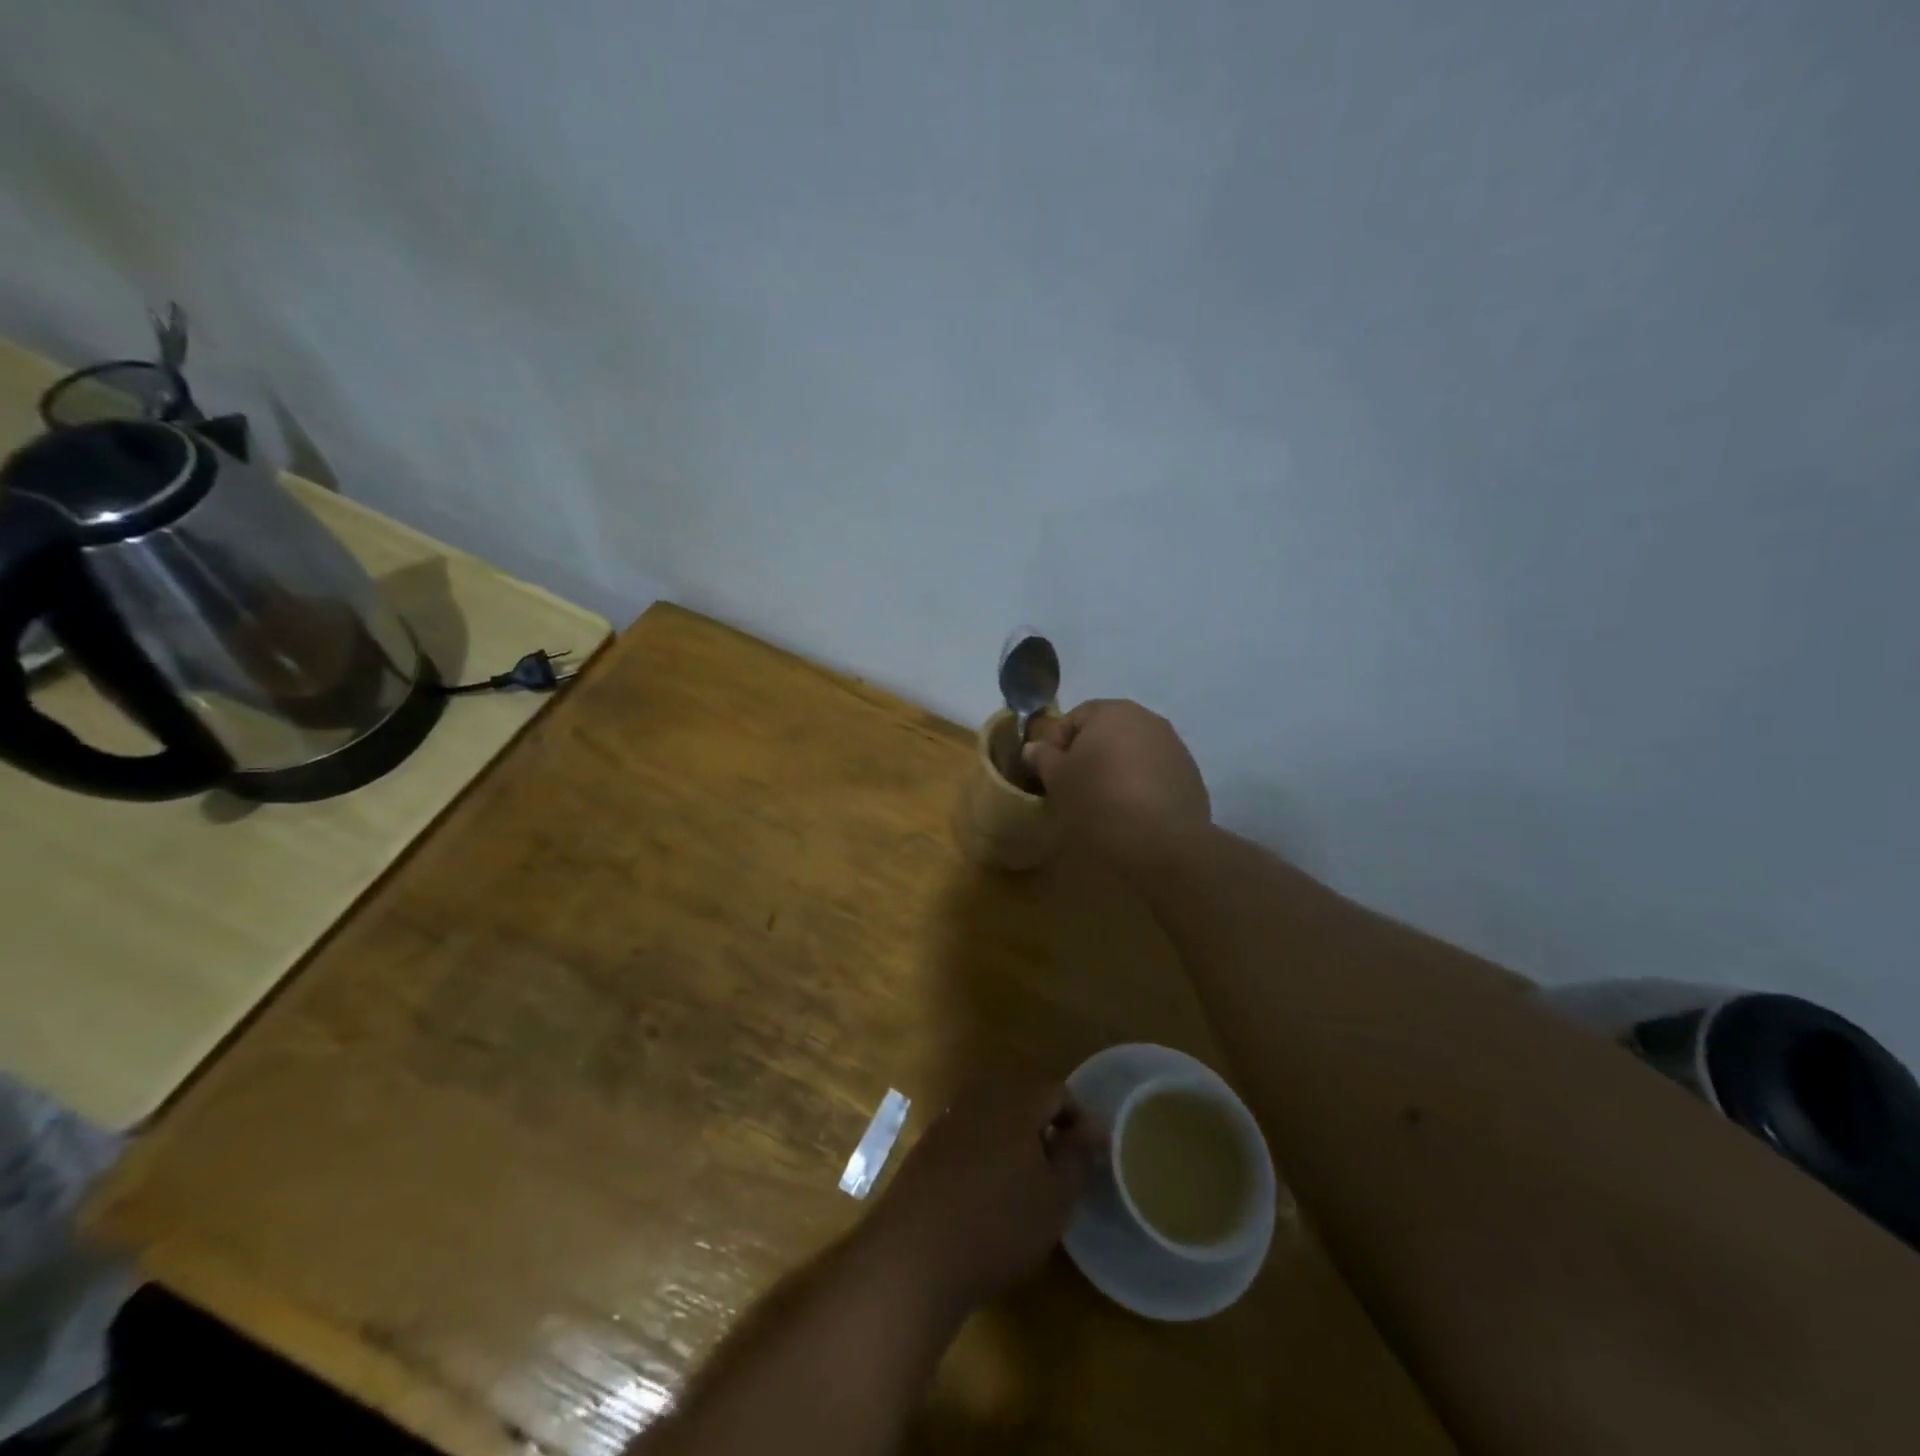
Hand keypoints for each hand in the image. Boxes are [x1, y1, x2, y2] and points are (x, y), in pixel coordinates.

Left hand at [865, 1080, 1100, 1318]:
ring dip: (1013, 1144)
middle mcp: (979, 1098)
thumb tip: (1093, 1128)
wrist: (916, 1253)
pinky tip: (985, 1200)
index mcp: (1015, 1099)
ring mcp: (948, 1121)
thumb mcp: (1056, 1196)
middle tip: (1057, 1173)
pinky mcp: (926, 1148)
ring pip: (993, 1120)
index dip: (1078, 1121)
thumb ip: (1078, 1156)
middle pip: (1022, 1101)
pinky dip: (983, 1158)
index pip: (1057, 1092)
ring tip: (1024, 1189)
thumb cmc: (1000, 1222)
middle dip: (1043, 1130)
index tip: (1087, 1159)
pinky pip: (967, 1140)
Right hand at [1022, 699, 1210, 869]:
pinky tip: (1132, 812)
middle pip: (1106, 732)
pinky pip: (1154, 773)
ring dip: (1115, 770)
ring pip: (1131, 752)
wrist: (1164, 841)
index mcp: (1112, 711)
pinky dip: (1139, 785)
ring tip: (1103, 803)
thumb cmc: (1100, 801)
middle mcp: (1147, 719)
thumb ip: (1043, 757)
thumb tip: (1032, 747)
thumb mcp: (1058, 780)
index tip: (1049, 774)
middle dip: (1088, 755)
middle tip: (1073, 788)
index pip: (1074, 717)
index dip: (1056, 744)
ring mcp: (1173, 746)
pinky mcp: (1190, 775)